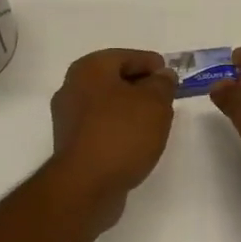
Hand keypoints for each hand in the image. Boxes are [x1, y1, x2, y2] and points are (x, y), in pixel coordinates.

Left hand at [48, 49, 176, 214]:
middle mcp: (72, 87)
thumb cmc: (122, 133)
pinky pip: (102, 126)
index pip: (127, 56)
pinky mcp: (71, 143)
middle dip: (142, 87)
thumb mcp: (155, 102)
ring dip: (131, 109)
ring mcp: (68, 117)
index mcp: (90, 68)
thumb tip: (162, 76)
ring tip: (156, 122)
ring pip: (108, 104)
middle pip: (115, 79)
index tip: (172, 77)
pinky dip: (119, 128)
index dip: (153, 64)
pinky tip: (137, 141)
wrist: (86, 185)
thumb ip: (163, 84)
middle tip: (167, 99)